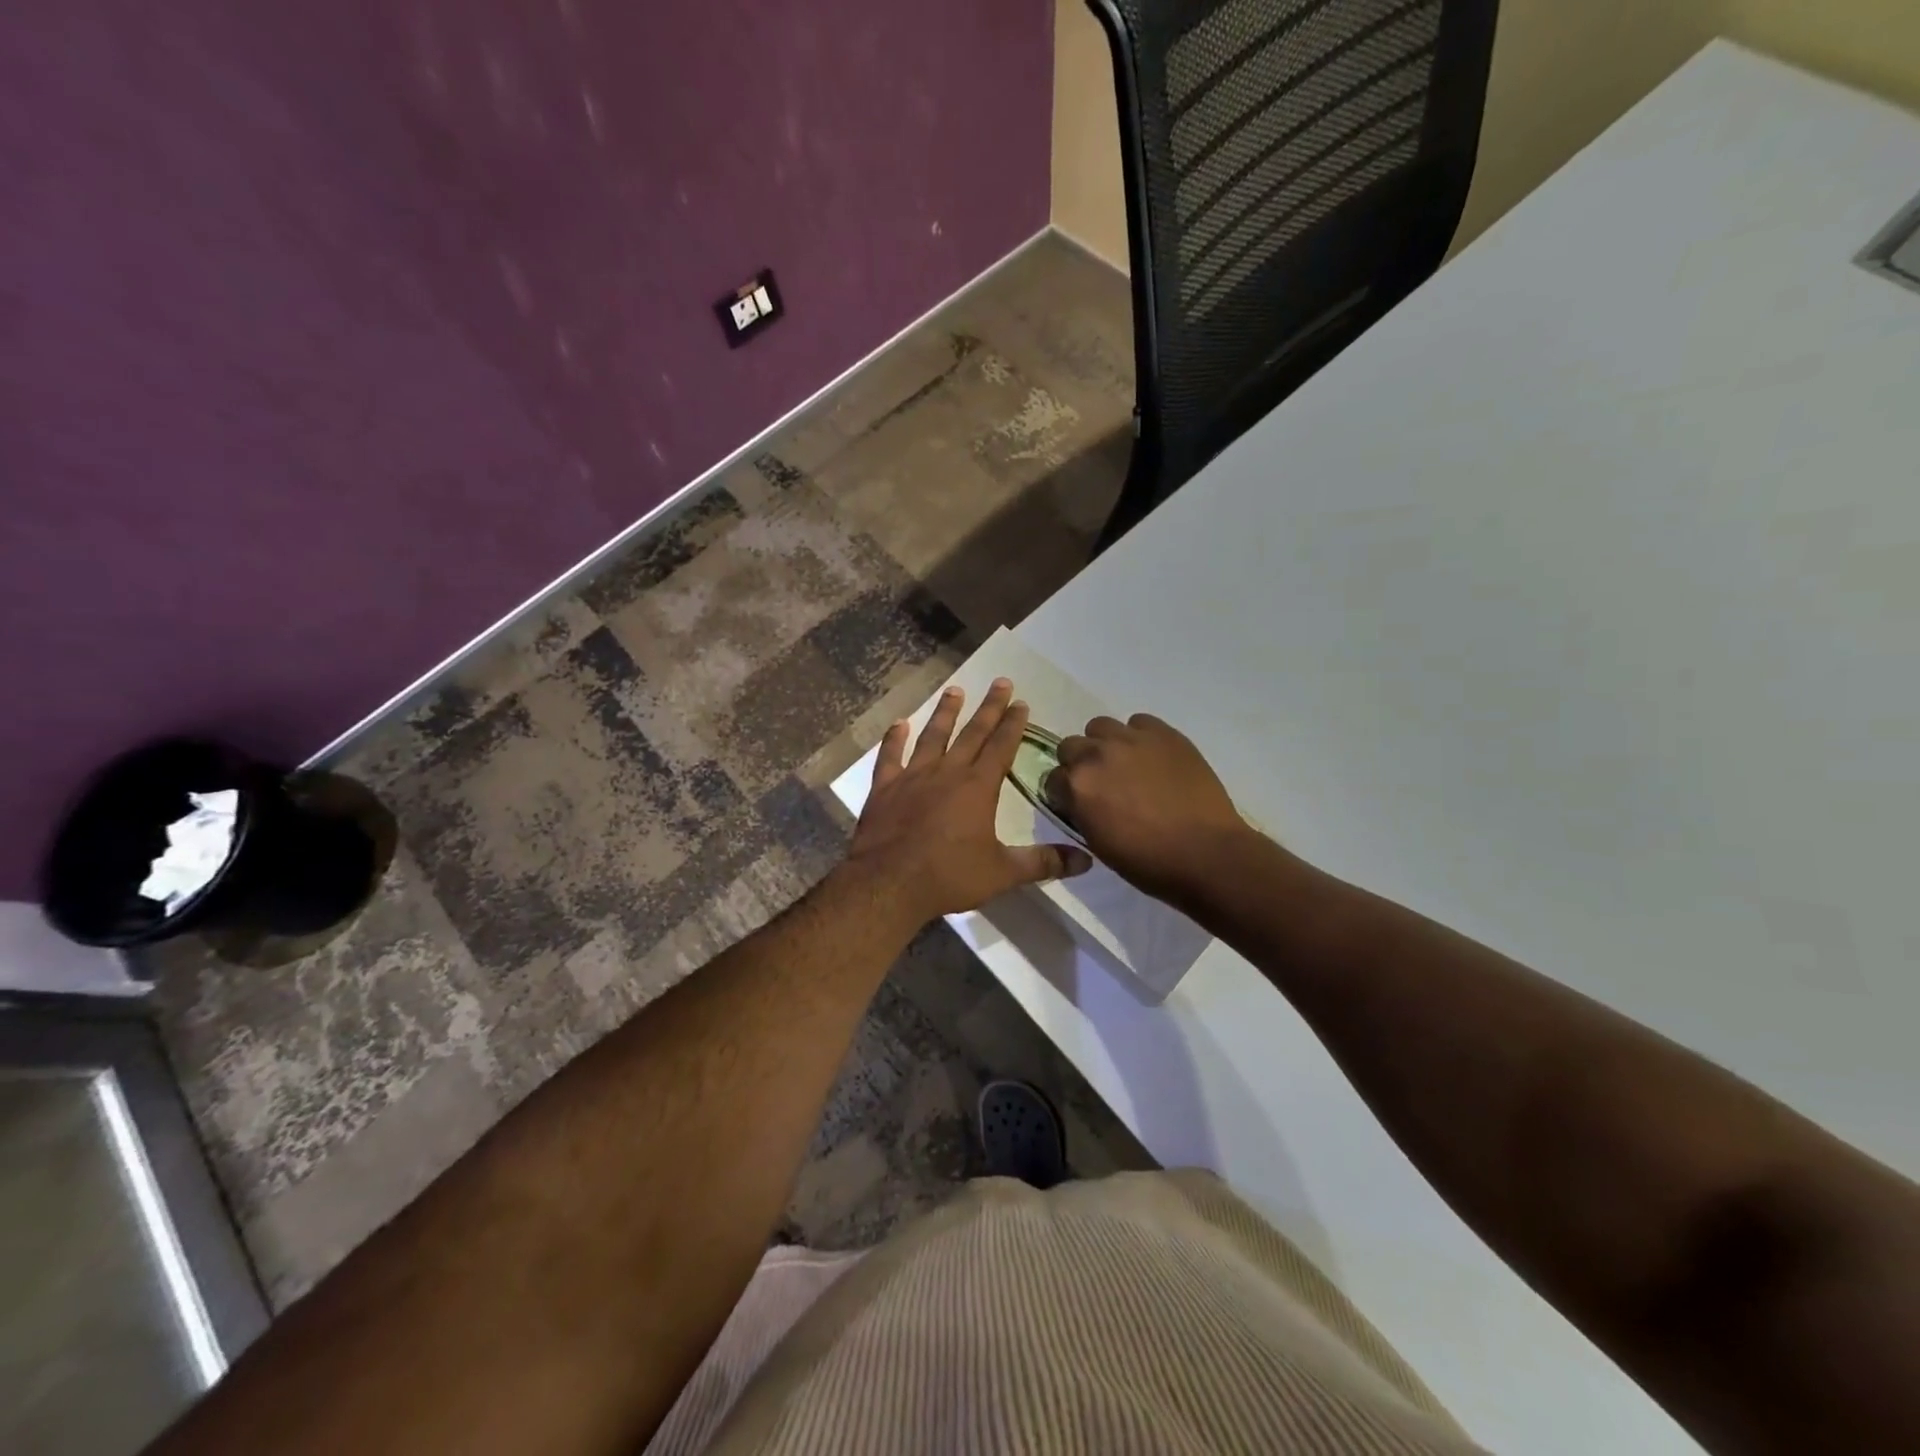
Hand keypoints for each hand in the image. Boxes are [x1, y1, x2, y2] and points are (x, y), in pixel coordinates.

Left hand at [846, 679, 1092, 925]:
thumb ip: (1043, 862)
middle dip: (989, 707)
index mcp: (978, 787)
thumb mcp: (1003, 873)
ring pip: (932, 736)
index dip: (1013, 724)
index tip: (1021, 702)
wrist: (888, 884)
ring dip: (945, 713)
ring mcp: (912, 777)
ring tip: (955, 690)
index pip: (1001, 747)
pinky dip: (894, 739)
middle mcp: (947, 772)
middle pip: (972, 733)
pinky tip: (899, 724)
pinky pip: (890, 756)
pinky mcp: (884, 788)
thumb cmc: (949, 876)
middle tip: (1000, 682)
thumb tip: (1086, 861)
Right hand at [1046, 714, 1252, 904]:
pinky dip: (1139, 737)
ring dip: (1106, 744)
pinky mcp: (1163, 733)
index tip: (1078, 804)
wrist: (1206, 854)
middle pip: (1071, 746)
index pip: (1052, 778)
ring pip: (1101, 727)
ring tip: (1126, 764)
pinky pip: (1139, 722)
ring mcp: (1131, 739)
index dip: (1064, 792)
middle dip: (1080, 764)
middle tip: (1102, 784)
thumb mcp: (1098, 843)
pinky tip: (1153, 758)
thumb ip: (1080, 812)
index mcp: (1077, 786)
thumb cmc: (1148, 862)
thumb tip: (1078, 800)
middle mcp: (1097, 755)